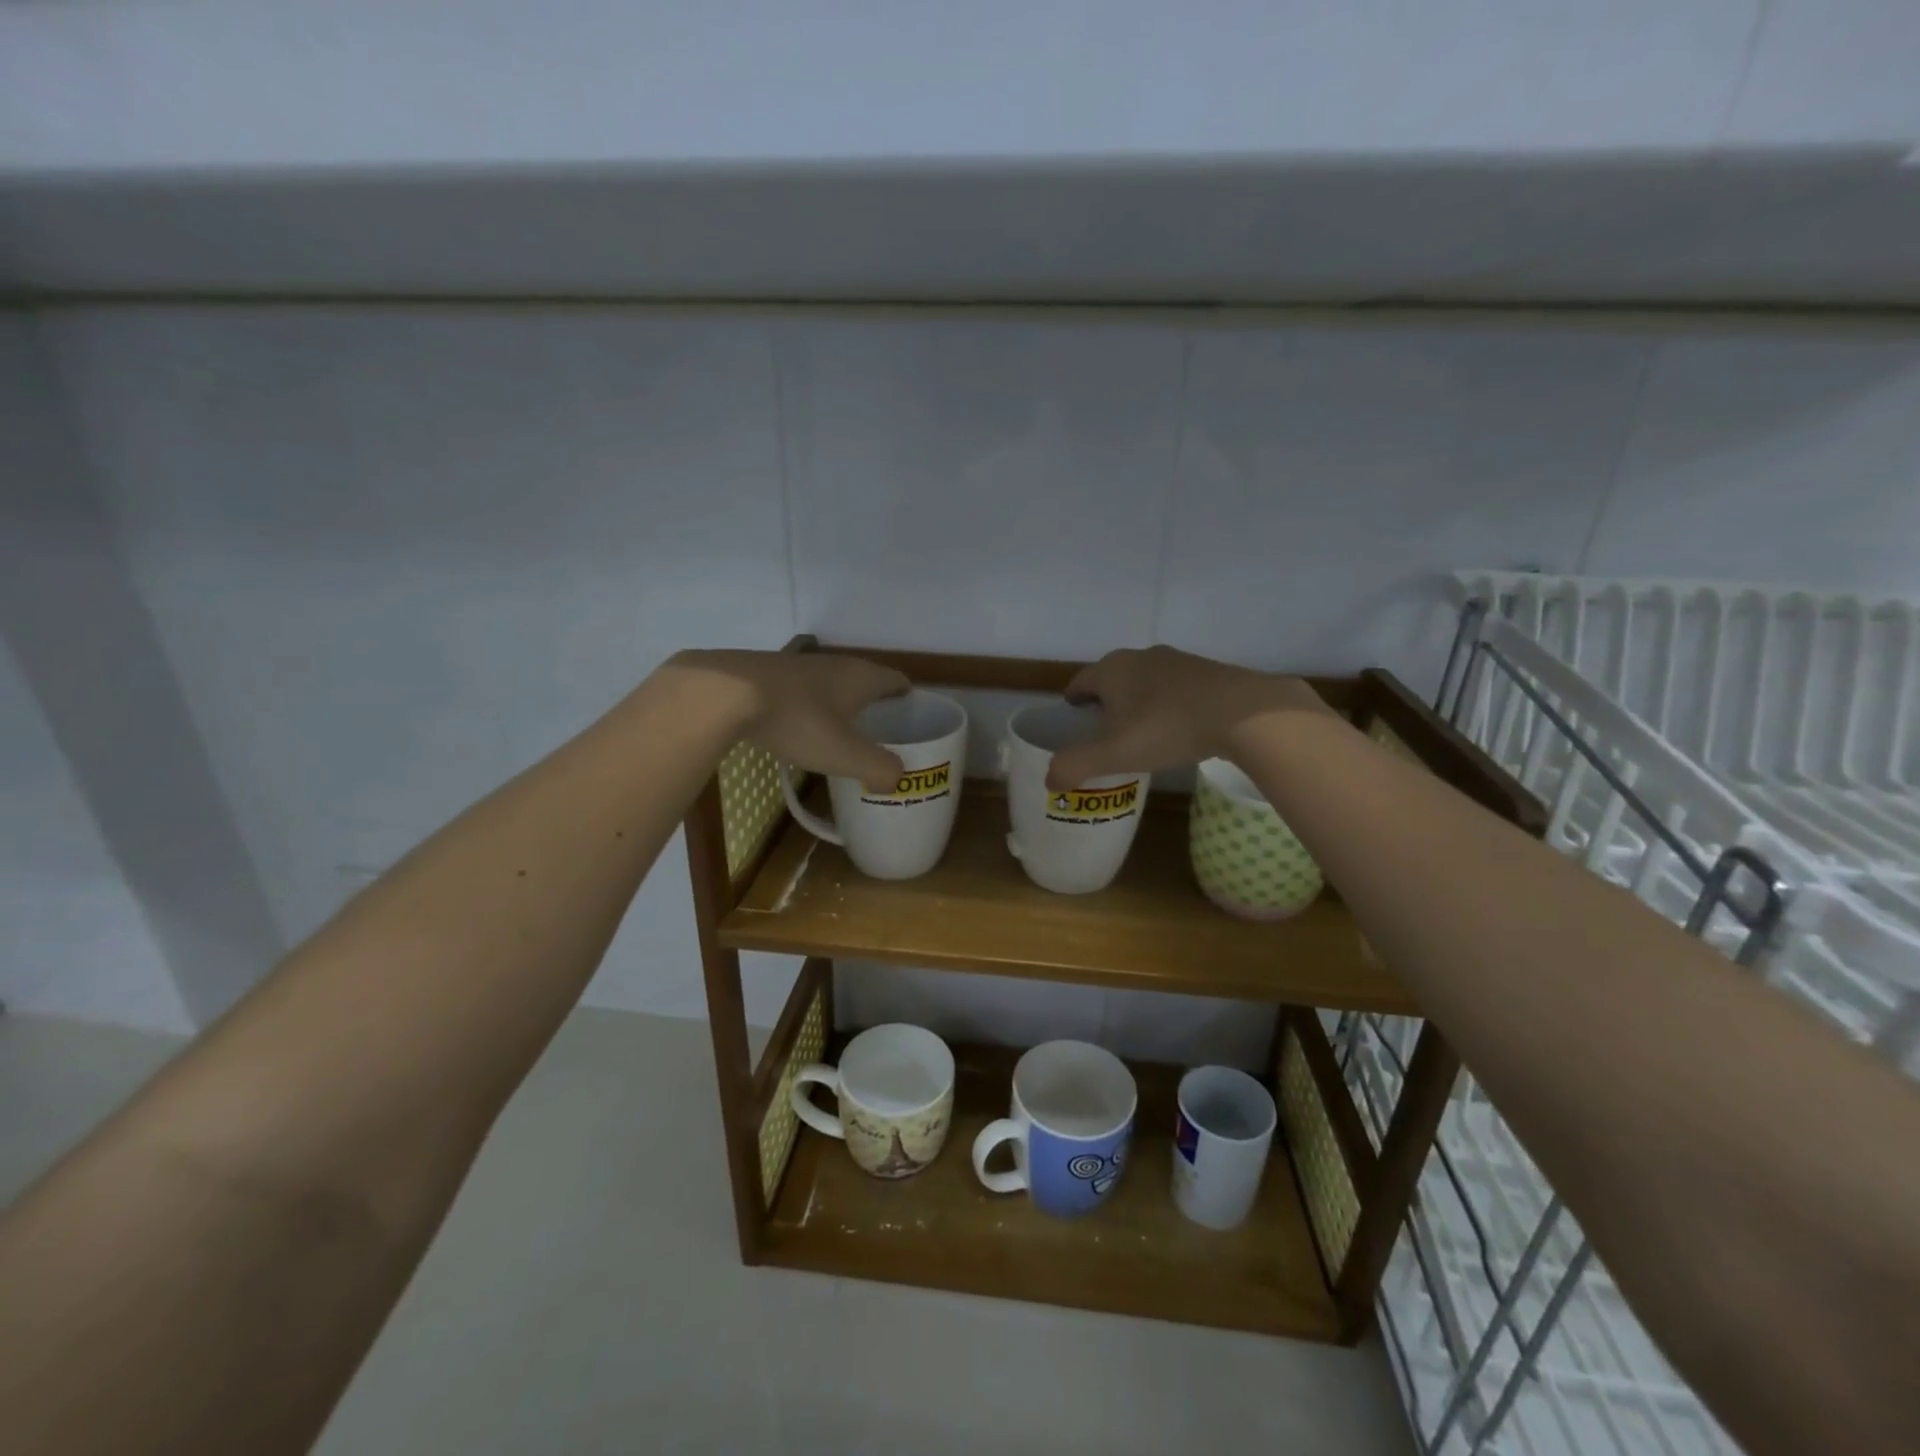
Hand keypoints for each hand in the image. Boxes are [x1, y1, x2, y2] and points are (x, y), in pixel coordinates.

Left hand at [669, 649, 910, 792]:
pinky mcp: (769, 673)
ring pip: (831, 684)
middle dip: (875, 704)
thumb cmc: (797, 721)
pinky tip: (799, 727)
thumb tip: (898, 778)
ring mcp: (799, 665)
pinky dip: (810, 706)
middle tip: (880, 733)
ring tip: (842, 732)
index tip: (913, 718)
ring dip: (841, 704)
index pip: (897, 681)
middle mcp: (835, 663)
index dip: (908, 698)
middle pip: (865, 680)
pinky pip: (802, 690)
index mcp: (861, 677)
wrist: (725, 693)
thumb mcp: (845, 754)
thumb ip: (879, 768)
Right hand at [1046, 646, 1330, 789]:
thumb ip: (1075, 766)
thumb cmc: (1167, 728)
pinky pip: (1175, 687)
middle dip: (1104, 700)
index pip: (1080, 681)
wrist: (1243, 713)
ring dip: (1137, 701)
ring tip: (1140, 730)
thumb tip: (1049, 779)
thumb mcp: (1113, 754)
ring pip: (1145, 680)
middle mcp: (1140, 656)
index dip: (1072, 700)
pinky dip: (1167, 703)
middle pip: (1112, 678)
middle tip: (1103, 730)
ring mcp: (1177, 660)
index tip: (1072, 717)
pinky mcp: (1207, 671)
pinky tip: (1177, 726)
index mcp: (1111, 669)